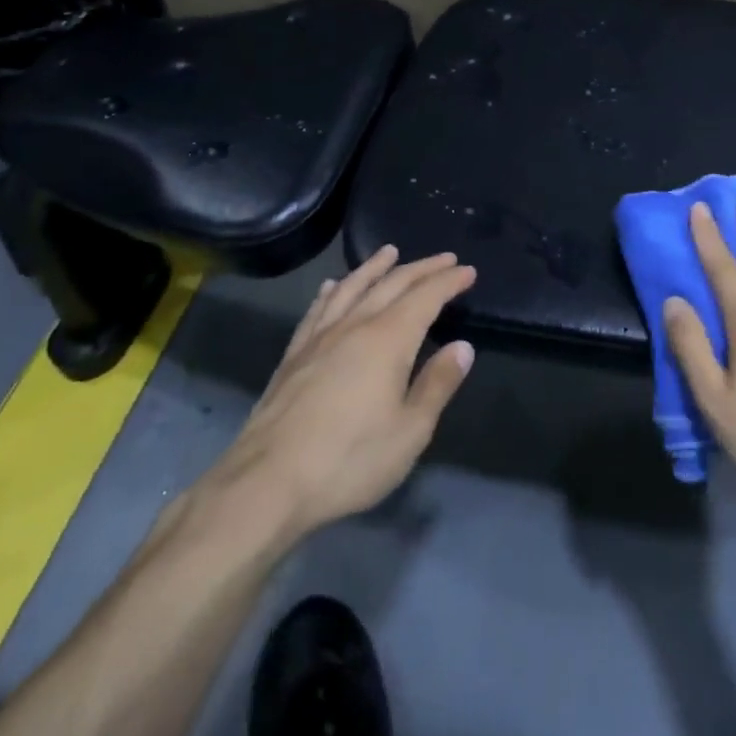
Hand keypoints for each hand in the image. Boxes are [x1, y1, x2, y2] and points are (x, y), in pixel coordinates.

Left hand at [198, 247, 475, 543]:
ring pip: (352, 288)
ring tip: (389, 252)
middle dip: (422, 268)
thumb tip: (463, 347)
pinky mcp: (294, 355)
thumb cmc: (349, 460)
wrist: (267, 483)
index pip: (426, 297)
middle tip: (445, 259)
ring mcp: (320, 337)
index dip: (448, 281)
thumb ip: (437, 384)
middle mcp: (355, 326)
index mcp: (388, 340)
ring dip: (374, 267)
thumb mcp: (410, 431)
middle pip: (392, 284)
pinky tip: (332, 286)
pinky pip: (318, 309)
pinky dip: (331, 291)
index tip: (468, 271)